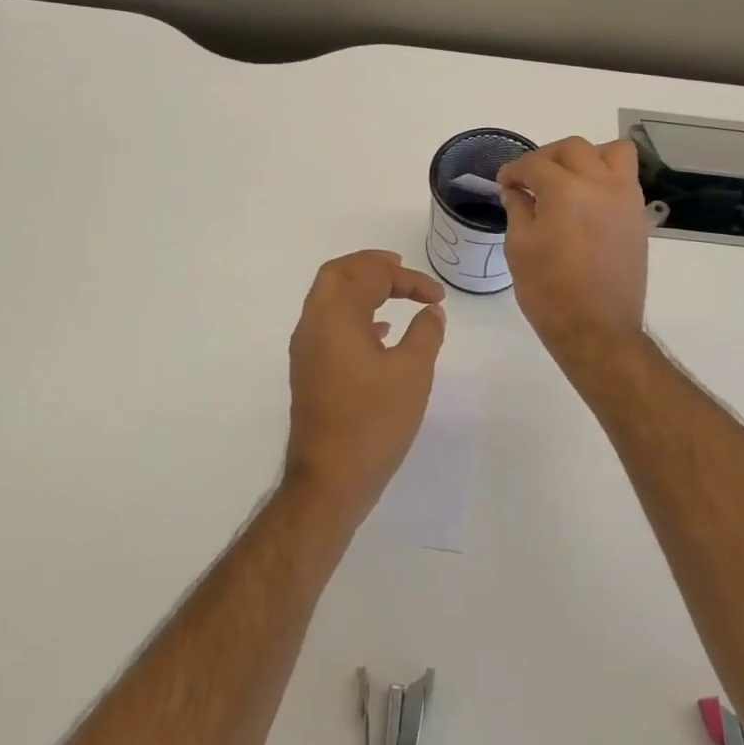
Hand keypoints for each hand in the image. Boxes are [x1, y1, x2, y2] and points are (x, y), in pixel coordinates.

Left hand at [284, 250, 447, 521]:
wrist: (330, 479)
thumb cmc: (374, 420)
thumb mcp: (413, 372)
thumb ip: (426, 333)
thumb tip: (431, 312)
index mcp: (336, 315)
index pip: (371, 275)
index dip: (409, 279)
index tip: (437, 298)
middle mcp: (314, 324)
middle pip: (337, 274)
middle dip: (370, 265)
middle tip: (400, 268)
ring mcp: (306, 349)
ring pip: (328, 298)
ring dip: (360, 288)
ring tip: (395, 292)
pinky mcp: (308, 371)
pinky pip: (329, 324)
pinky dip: (354, 314)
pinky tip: (381, 332)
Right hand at [498, 137, 648, 366]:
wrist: (598, 330)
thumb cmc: (549, 292)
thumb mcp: (520, 248)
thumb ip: (518, 209)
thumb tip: (517, 191)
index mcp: (566, 190)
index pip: (535, 164)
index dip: (514, 170)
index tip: (505, 183)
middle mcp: (600, 184)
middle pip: (573, 148)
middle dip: (546, 157)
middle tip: (530, 179)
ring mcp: (625, 198)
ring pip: (611, 152)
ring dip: (586, 157)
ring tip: (569, 179)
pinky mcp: (638, 216)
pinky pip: (625, 178)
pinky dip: (606, 176)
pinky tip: (588, 200)